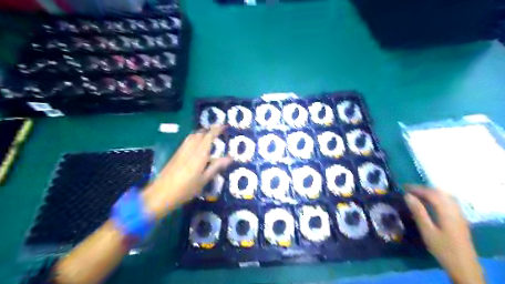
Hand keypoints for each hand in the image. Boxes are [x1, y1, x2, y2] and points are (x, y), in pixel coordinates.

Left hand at [143, 126, 230, 219]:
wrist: (160, 194)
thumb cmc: (186, 189)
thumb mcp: (204, 180)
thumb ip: (216, 167)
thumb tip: (230, 158)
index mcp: (199, 155)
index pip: (208, 137)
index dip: (216, 130)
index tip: (224, 125)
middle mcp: (190, 149)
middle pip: (199, 134)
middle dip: (209, 130)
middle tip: (218, 130)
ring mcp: (181, 151)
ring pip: (192, 136)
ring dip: (201, 132)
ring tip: (208, 135)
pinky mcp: (176, 155)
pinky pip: (187, 141)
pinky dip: (194, 138)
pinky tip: (196, 144)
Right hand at [405, 185, 482, 282]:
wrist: (463, 265)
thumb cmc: (442, 248)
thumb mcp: (427, 230)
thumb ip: (418, 211)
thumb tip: (407, 196)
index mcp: (446, 211)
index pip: (431, 193)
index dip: (417, 189)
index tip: (403, 188)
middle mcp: (454, 209)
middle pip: (439, 193)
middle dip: (423, 189)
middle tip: (409, 190)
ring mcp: (459, 214)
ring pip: (445, 196)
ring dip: (430, 193)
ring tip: (417, 195)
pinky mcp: (459, 219)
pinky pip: (448, 201)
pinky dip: (437, 198)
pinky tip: (430, 203)